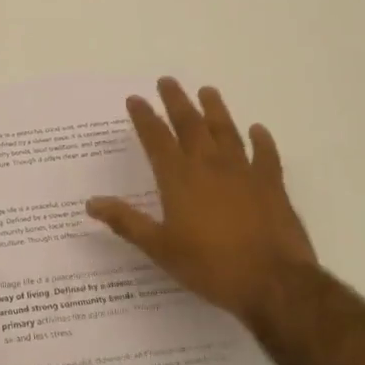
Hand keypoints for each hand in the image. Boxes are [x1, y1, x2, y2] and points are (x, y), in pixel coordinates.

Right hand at [85, 77, 317, 322]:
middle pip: (190, 124)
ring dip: (215, 109)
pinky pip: (266, 155)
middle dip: (176, 101)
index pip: (156, 138)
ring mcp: (244, 172)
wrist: (273, 283)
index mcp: (179, 178)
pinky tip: (257, 129)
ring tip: (207, 91)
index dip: (144, 117)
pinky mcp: (272, 185)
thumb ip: (126, 221)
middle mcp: (209, 166)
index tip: (135, 99)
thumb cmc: (210, 266)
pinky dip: (261, 140)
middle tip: (167, 80)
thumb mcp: (159, 248)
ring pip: (226, 131)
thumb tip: (91, 203)